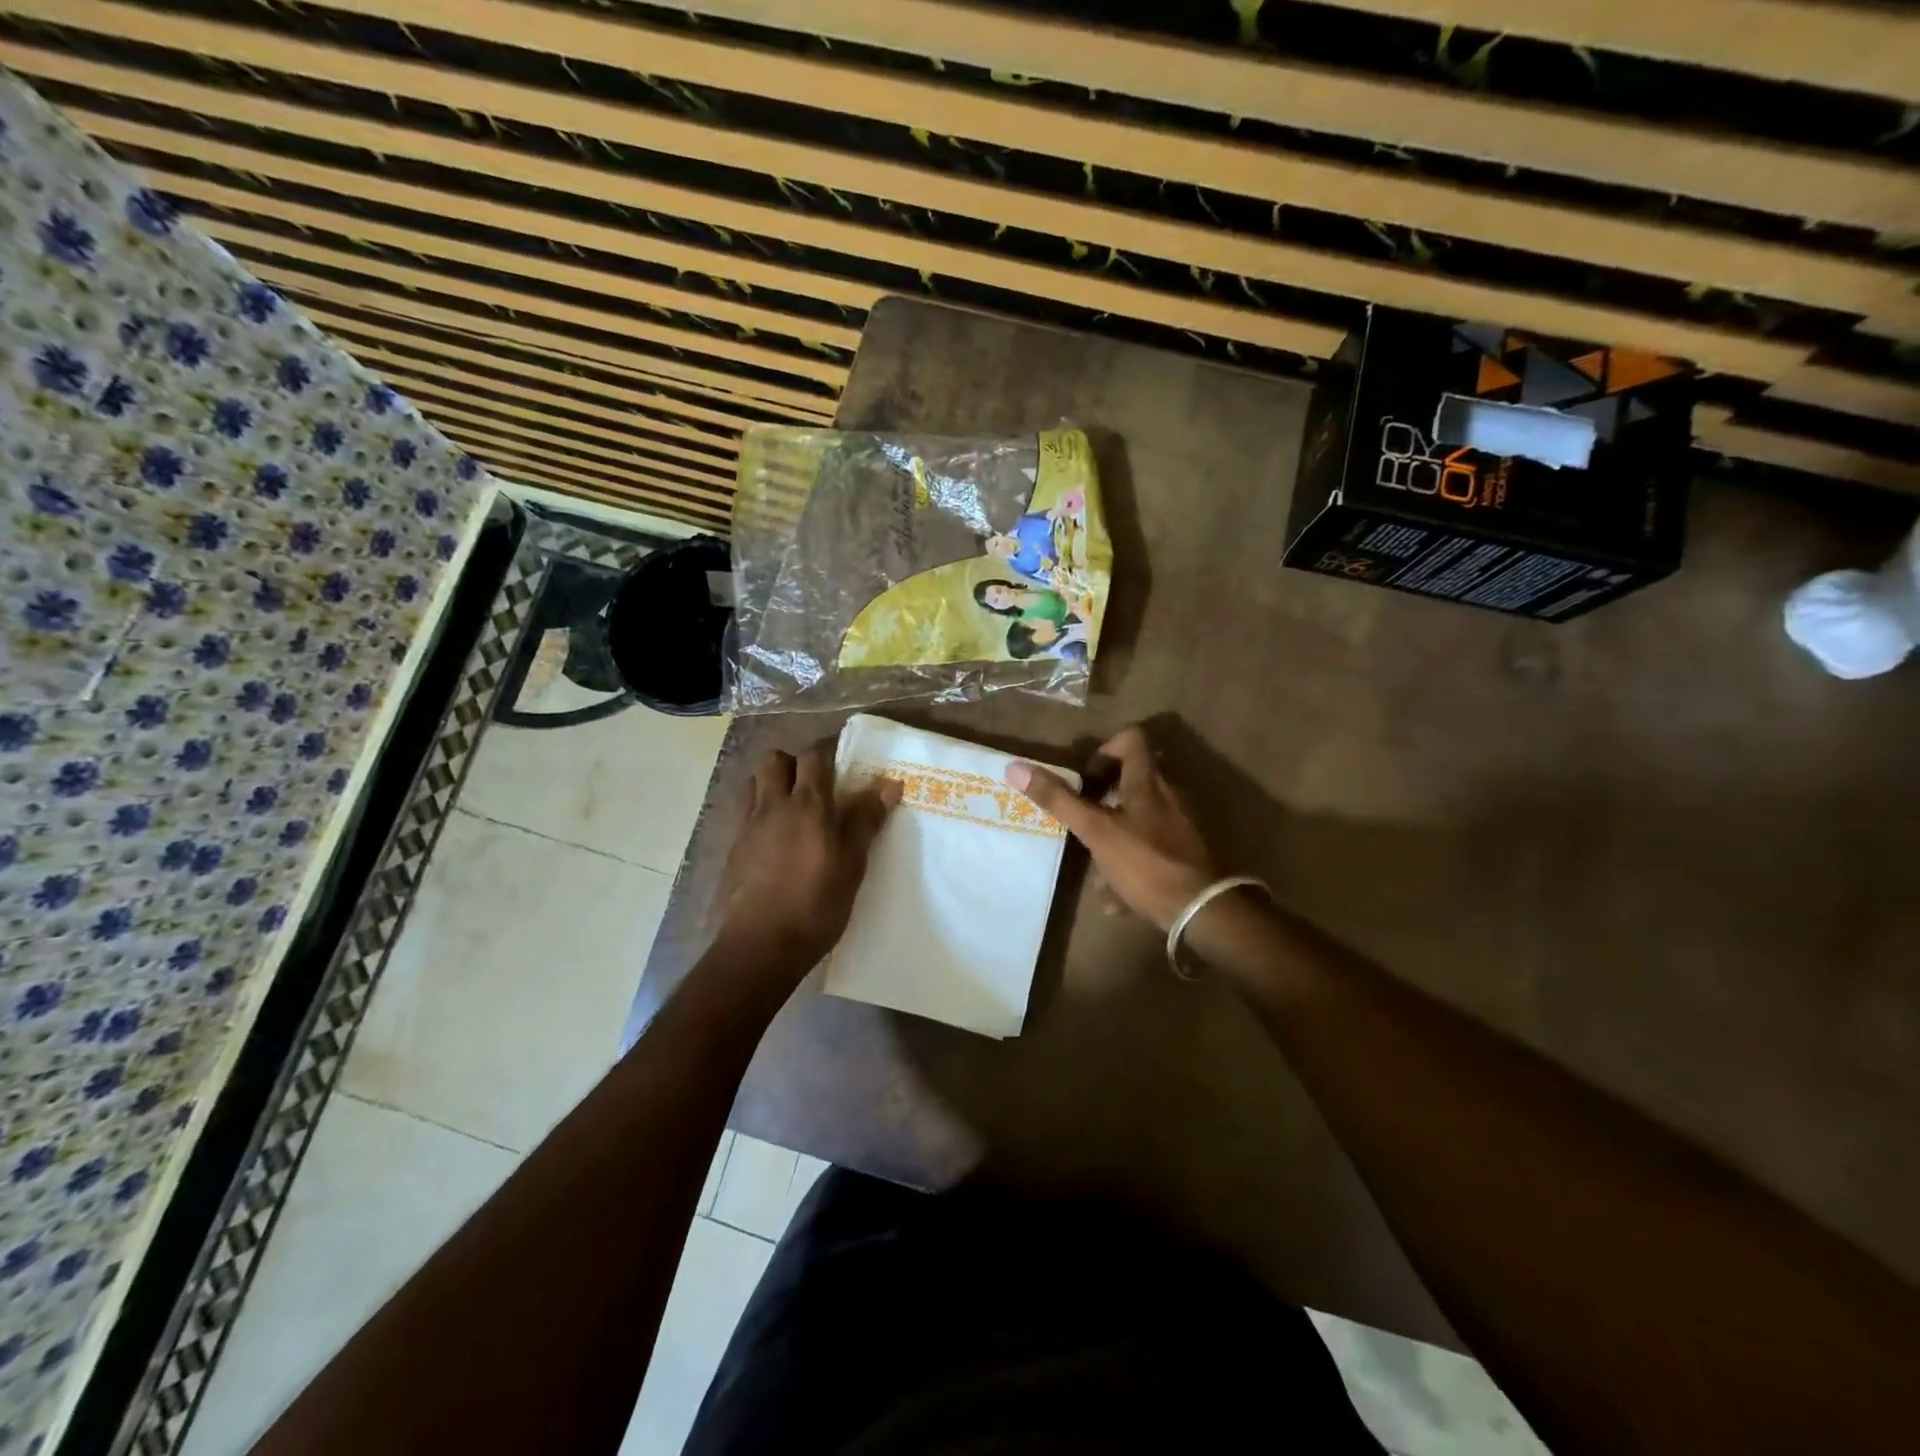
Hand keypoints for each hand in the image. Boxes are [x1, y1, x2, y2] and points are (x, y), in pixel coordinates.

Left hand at [714, 741, 899, 965]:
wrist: (760, 945)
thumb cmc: (816, 904)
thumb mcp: (852, 864)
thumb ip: (866, 820)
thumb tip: (889, 784)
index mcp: (807, 805)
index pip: (814, 755)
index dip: (828, 748)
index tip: (845, 755)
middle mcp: (773, 806)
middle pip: (774, 760)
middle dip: (794, 762)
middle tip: (816, 783)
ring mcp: (748, 827)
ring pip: (754, 783)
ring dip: (773, 783)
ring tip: (794, 806)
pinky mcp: (734, 849)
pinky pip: (746, 813)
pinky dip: (762, 812)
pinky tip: (777, 838)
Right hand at [1006, 725, 1216, 930]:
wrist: (1201, 911)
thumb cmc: (1145, 862)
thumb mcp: (1096, 831)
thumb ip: (1059, 800)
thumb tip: (1016, 767)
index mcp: (1147, 783)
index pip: (1130, 740)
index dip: (1104, 750)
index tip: (1084, 778)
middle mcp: (1167, 797)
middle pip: (1133, 780)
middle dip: (1103, 796)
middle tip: (1082, 816)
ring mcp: (1178, 826)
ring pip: (1139, 817)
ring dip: (1114, 830)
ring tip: (1092, 859)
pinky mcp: (1183, 855)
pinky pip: (1149, 848)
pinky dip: (1129, 861)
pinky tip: (1113, 894)